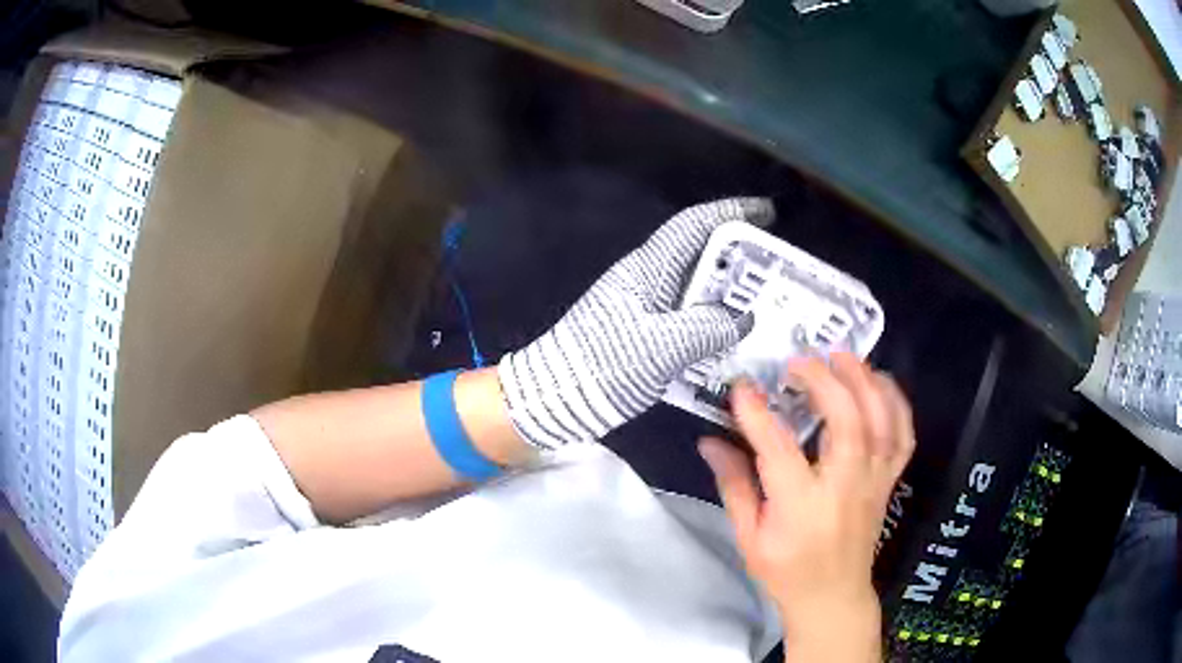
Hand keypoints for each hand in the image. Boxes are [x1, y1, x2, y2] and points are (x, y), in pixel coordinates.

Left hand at [498, 198, 773, 448]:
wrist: (557, 396)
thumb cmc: (604, 364)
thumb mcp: (662, 346)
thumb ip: (708, 329)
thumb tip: (743, 320)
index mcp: (649, 269)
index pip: (693, 225)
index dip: (731, 213)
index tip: (767, 213)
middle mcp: (648, 279)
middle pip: (700, 255)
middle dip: (739, 259)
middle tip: (776, 274)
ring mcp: (644, 306)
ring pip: (696, 289)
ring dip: (728, 295)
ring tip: (766, 308)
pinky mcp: (643, 332)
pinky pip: (687, 317)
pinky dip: (712, 323)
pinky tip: (733, 341)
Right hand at [698, 353, 914, 661]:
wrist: (832, 596)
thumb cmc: (785, 570)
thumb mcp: (748, 536)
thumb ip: (733, 485)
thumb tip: (710, 442)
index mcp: (801, 505)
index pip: (778, 449)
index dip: (757, 412)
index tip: (741, 386)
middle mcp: (844, 486)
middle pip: (846, 422)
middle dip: (824, 381)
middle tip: (799, 361)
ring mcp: (874, 480)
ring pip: (881, 421)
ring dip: (864, 381)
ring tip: (842, 357)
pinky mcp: (888, 480)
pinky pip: (903, 434)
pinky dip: (895, 402)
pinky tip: (877, 383)